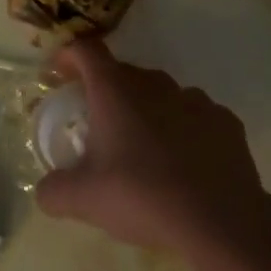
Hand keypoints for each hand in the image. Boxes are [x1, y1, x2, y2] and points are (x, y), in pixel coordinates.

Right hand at [36, 39, 270, 266]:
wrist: (220, 220)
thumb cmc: (143, 196)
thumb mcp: (83, 200)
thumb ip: (53, 191)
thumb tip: (45, 189)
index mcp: (115, 91)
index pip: (86, 51)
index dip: (69, 55)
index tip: (59, 73)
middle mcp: (155, 84)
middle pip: (123, 73)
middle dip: (106, 91)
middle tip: (98, 125)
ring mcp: (194, 99)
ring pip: (161, 94)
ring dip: (147, 111)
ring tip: (143, 148)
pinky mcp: (225, 120)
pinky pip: (194, 116)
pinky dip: (183, 130)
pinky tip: (183, 163)